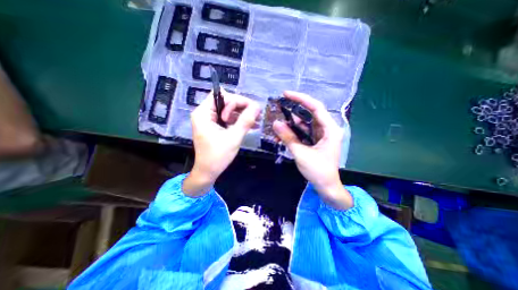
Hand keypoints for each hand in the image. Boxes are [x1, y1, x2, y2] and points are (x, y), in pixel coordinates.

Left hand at [184, 89, 260, 195]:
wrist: (208, 172)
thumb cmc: (218, 156)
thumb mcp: (234, 137)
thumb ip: (246, 120)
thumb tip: (258, 106)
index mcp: (203, 113)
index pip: (221, 96)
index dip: (238, 100)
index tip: (252, 109)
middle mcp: (204, 113)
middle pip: (226, 102)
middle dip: (242, 108)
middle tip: (256, 116)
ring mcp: (209, 120)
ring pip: (228, 110)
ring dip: (242, 115)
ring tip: (257, 121)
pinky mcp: (214, 126)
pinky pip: (228, 118)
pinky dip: (238, 121)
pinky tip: (250, 125)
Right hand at [272, 92, 351, 209]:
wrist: (326, 186)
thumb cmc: (318, 172)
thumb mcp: (301, 154)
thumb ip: (288, 137)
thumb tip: (275, 123)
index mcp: (329, 130)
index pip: (316, 107)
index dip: (301, 99)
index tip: (286, 94)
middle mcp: (327, 129)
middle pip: (310, 113)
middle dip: (295, 109)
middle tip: (280, 105)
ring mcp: (321, 135)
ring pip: (305, 123)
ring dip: (292, 122)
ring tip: (279, 120)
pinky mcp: (316, 140)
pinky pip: (304, 131)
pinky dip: (294, 130)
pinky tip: (284, 131)